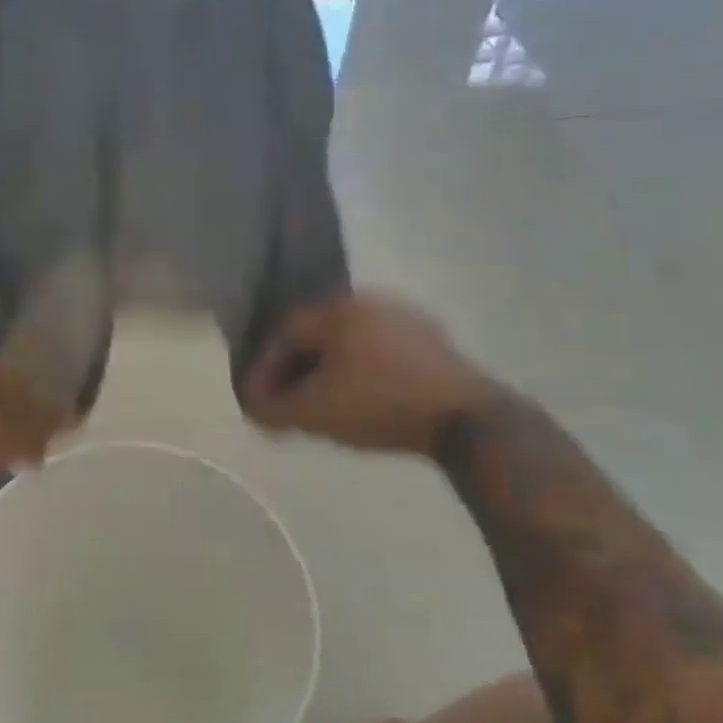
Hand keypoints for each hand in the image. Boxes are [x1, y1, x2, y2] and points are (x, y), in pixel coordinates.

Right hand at [241, 293, 496, 453]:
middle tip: (285, 405)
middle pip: (317, 336)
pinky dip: (359, 376)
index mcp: (339, 308)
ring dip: (326, 375)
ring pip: (349, 346)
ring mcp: (408, 319)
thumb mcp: (314, 412)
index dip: (264, 369)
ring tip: (319, 407)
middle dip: (295, 373)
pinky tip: (359, 403)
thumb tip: (254, 409)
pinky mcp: (434, 343)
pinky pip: (379, 355)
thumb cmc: (380, 404)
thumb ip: (273, 409)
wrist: (467, 420)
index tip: (257, 402)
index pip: (285, 332)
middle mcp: (372, 301)